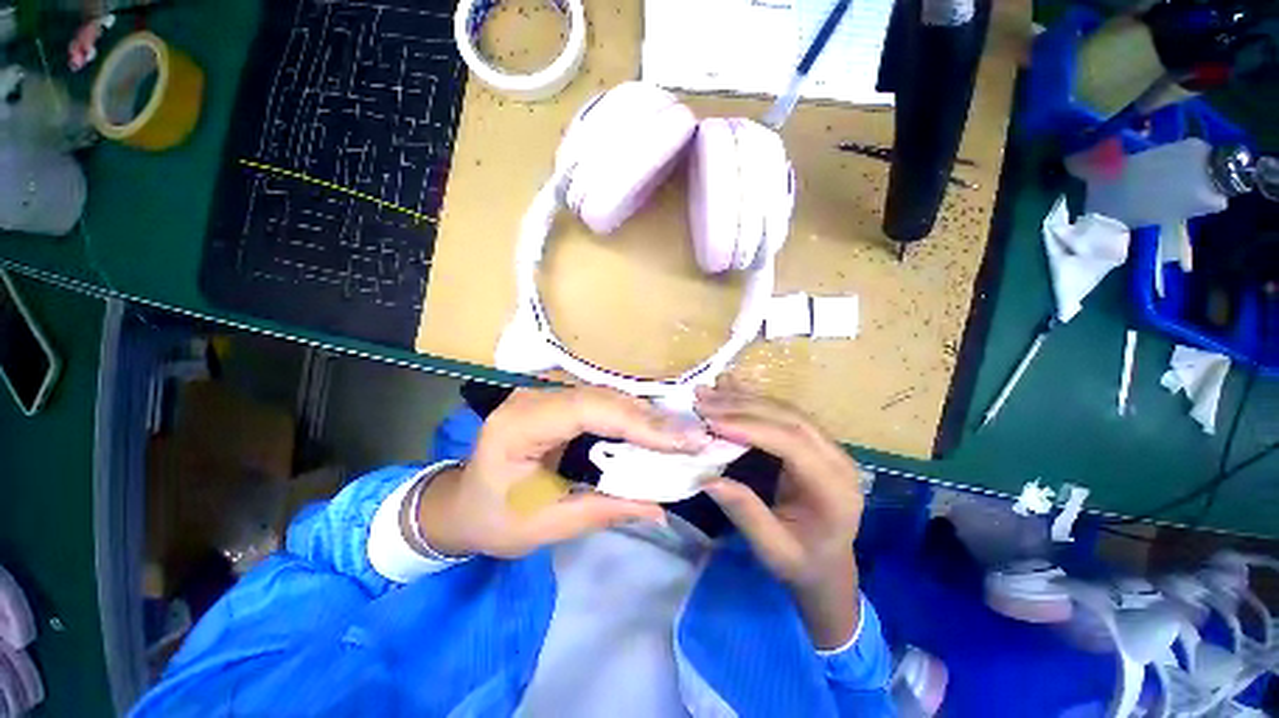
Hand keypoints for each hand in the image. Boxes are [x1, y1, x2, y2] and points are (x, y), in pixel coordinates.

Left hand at [417, 387, 711, 558]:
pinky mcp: (560, 400)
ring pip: (609, 396)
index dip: (638, 422)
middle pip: (604, 397)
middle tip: (696, 438)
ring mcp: (547, 393)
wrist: (464, 503)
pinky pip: (604, 402)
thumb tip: (660, 508)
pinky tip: (660, 429)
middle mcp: (534, 397)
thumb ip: (603, 511)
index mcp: (520, 425)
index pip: (587, 409)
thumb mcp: (546, 525)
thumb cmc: (495, 518)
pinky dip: (634, 417)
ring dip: (648, 416)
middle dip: (652, 418)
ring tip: (686, 434)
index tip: (682, 441)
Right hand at [695, 380, 863, 649]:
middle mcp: (836, 457)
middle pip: (788, 418)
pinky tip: (730, 385)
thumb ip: (746, 514)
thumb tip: (708, 480)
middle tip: (702, 402)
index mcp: (833, 487)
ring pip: (783, 409)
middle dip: (741, 407)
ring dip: (743, 397)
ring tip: (708, 391)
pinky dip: (752, 398)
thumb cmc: (802, 563)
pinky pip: (781, 412)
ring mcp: (826, 445)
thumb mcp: (773, 551)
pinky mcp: (811, 440)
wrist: (828, 566)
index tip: (712, 422)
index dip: (750, 427)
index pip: (792, 443)